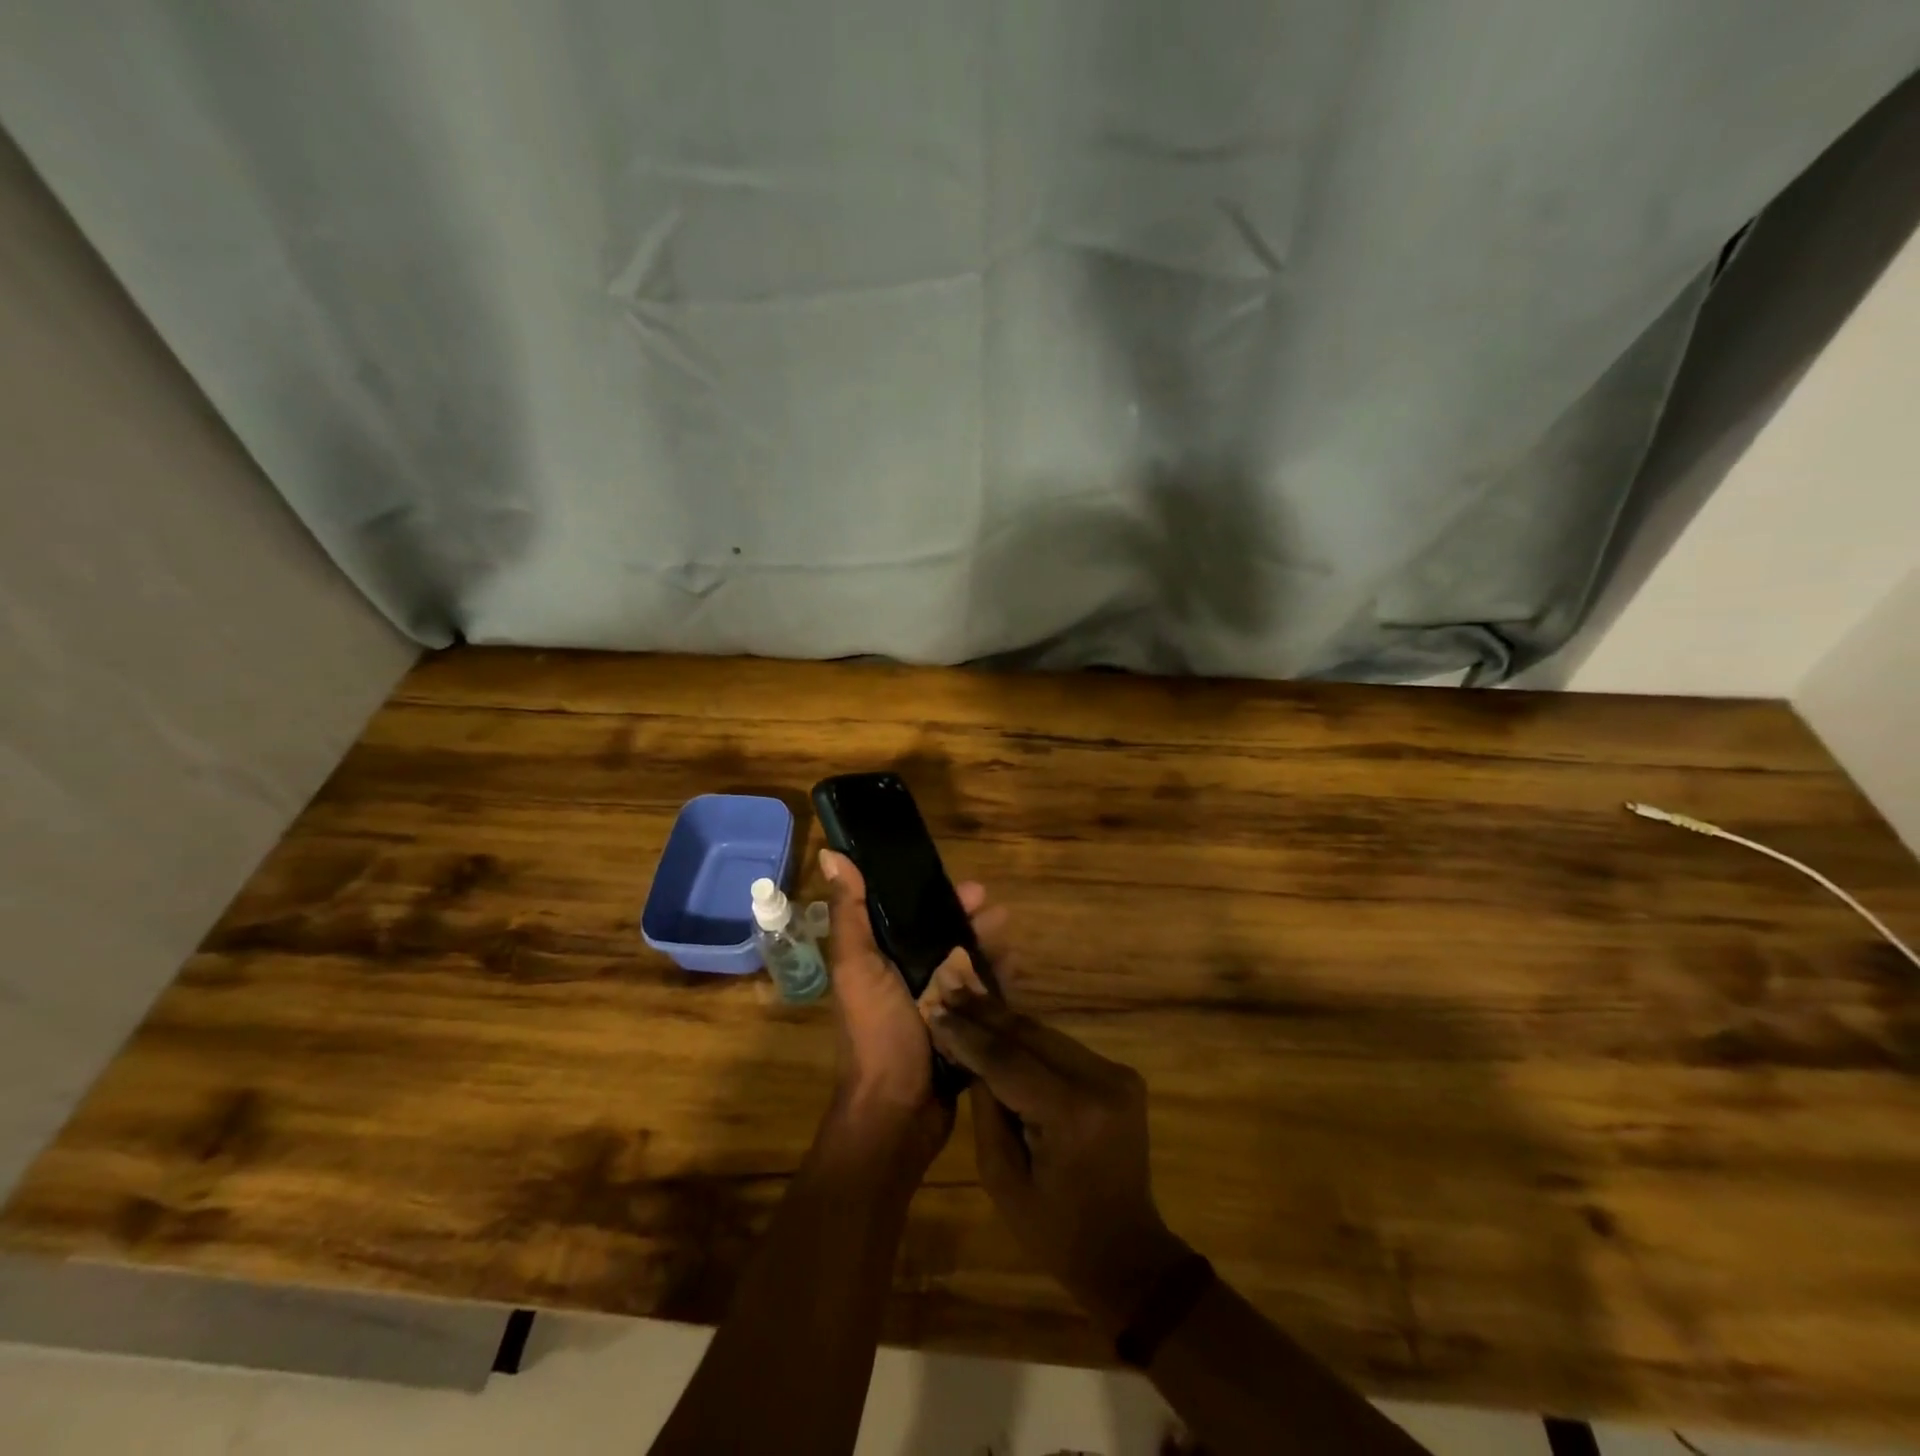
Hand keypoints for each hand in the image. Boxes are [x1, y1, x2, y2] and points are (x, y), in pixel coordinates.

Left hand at [816, 849, 1001, 1169]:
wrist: (897, 1113)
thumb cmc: (876, 1033)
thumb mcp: (857, 968)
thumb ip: (850, 913)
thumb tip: (830, 852)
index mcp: (879, 959)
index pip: (909, 915)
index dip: (936, 897)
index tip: (967, 887)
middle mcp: (906, 977)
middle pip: (944, 937)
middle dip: (970, 921)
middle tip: (997, 912)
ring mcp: (935, 1006)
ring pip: (966, 965)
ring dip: (988, 948)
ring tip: (1009, 939)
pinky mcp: (958, 1030)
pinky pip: (980, 998)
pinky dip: (996, 981)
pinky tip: (1015, 970)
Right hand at [930, 989, 1192, 1335]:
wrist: (1127, 1252)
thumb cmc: (1056, 1231)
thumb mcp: (1003, 1180)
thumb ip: (986, 1109)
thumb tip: (970, 1054)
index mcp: (1071, 1114)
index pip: (1008, 1060)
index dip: (968, 1035)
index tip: (935, 1012)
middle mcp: (1100, 1081)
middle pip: (1031, 1035)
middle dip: (985, 1014)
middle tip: (948, 991)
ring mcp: (1117, 1074)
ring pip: (1047, 1035)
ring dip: (1006, 1022)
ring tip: (967, 1001)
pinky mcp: (1121, 1075)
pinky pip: (1064, 1049)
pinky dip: (1030, 1040)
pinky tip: (1000, 1028)